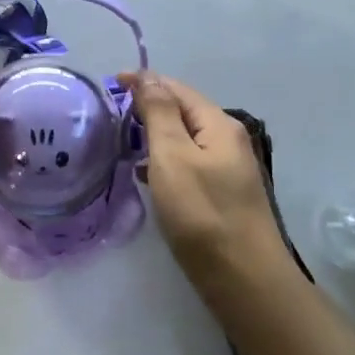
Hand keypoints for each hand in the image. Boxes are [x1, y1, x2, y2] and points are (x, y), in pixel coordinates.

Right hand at [123, 71, 287, 282]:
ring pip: (185, 138)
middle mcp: (227, 140)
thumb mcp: (172, 157)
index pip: (177, 89)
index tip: (110, 83)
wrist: (244, 278)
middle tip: (113, 112)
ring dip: (155, 133)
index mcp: (218, 124)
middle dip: (149, 105)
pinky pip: (188, 163)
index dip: (145, 81)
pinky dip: (165, 160)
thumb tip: (148, 75)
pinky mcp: (222, 195)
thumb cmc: (202, 213)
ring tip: (123, 141)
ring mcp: (228, 169)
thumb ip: (159, 113)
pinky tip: (146, 174)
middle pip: (184, 110)